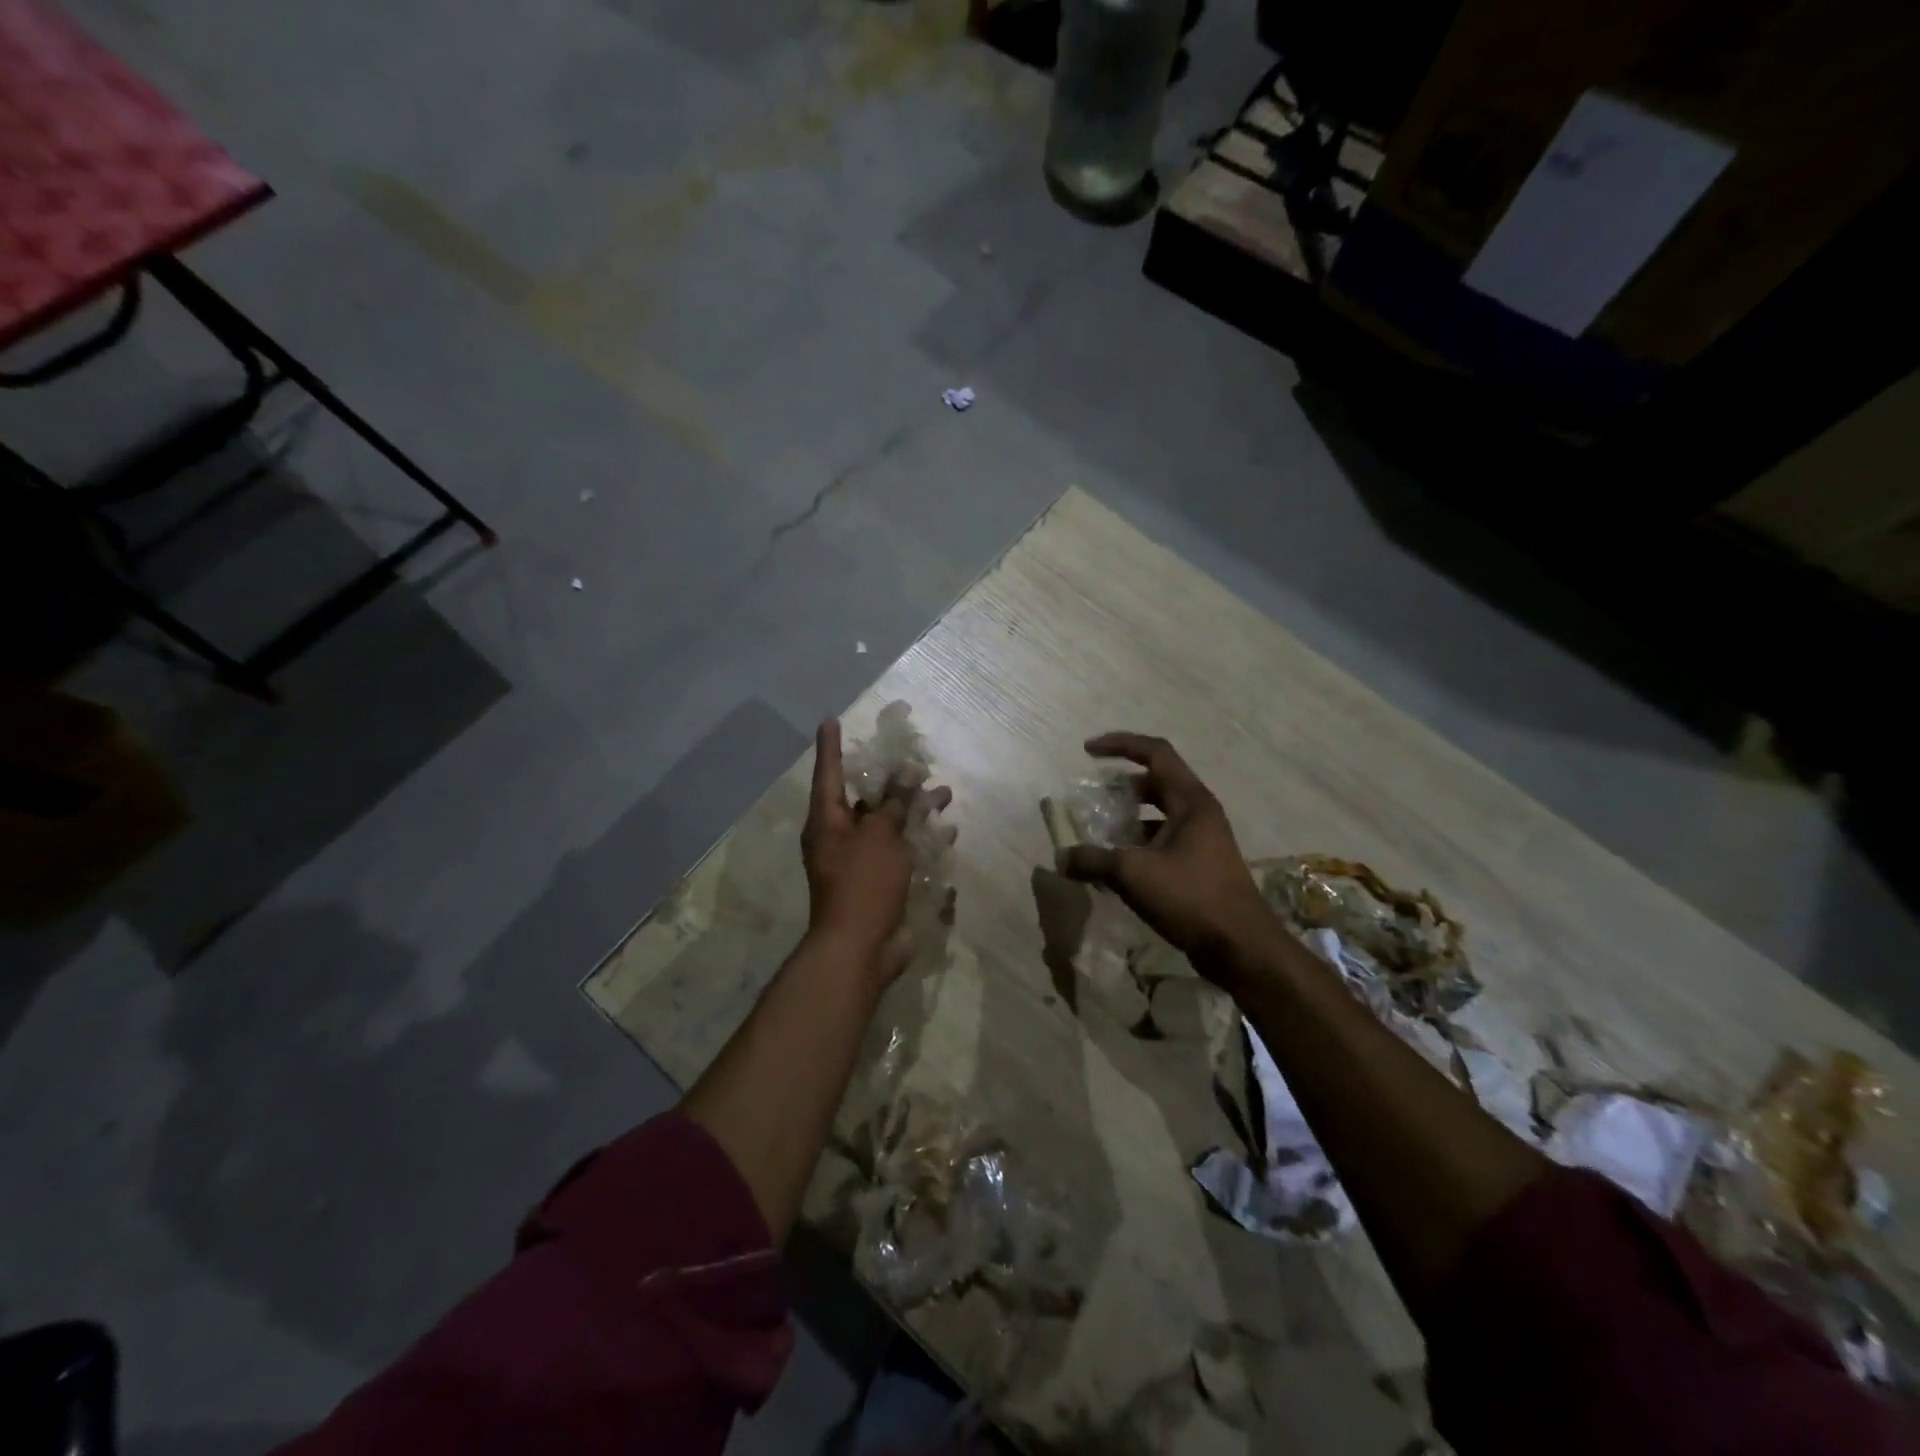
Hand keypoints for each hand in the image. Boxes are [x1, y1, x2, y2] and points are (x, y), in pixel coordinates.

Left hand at [802, 719, 950, 982]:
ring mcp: (860, 863)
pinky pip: (901, 852)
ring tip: (944, 794)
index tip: (830, 720)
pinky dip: (921, 840)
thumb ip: (894, 804)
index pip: (828, 774)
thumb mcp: (880, 836)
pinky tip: (947, 833)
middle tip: (916, 763)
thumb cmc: (863, 883)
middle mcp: (840, 839)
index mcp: (827, 823)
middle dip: (892, 782)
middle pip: (865, 801)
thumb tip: (905, 778)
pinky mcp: (880, 883)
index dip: (830, 746)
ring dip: (915, 810)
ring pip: (889, 826)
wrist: (861, 948)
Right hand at [1059, 732, 1275, 976]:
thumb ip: (1093, 861)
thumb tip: (1061, 858)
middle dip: (1121, 785)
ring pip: (1159, 814)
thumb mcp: (1134, 874)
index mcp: (1191, 801)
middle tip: (1092, 796)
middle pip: (1156, 782)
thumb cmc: (1191, 897)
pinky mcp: (1200, 865)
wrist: (1241, 947)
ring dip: (1128, 818)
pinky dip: (1137, 844)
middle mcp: (1199, 813)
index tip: (1087, 751)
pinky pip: (1163, 840)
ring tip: (1098, 831)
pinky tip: (1116, 866)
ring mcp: (1202, 840)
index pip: (1155, 753)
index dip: (1120, 744)